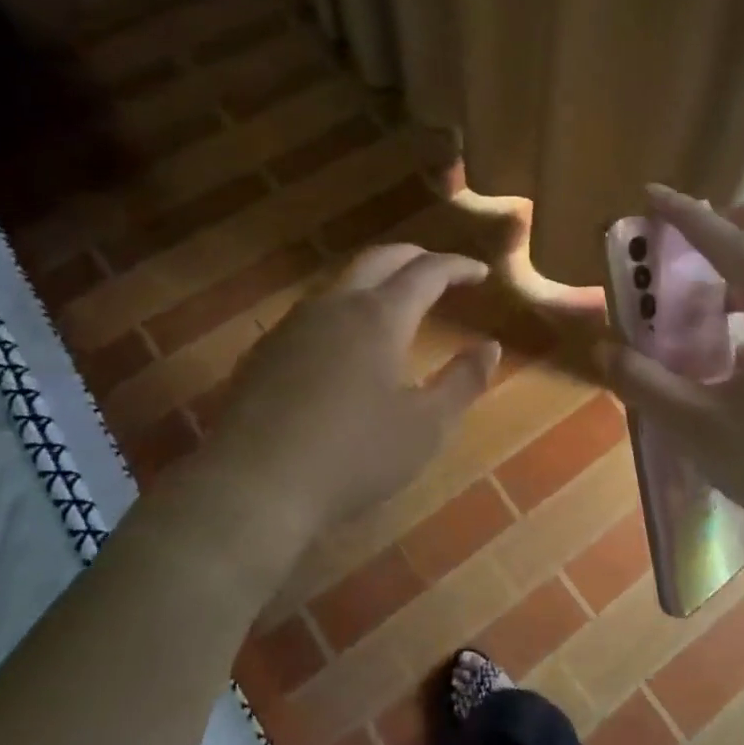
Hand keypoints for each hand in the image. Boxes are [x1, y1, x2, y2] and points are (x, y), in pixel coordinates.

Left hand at [164, 245, 499, 575]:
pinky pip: (314, 310)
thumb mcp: (427, 427)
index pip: (427, 272)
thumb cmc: (354, 456)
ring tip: (397, 301)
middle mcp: (335, 306)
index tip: (480, 273)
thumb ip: (463, 381)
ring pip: (341, 281)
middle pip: (379, 259)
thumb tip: (490, 347)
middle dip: (415, 257)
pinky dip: (345, 307)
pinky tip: (346, 342)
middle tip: (441, 272)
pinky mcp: (265, 351)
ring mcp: (293, 325)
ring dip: (376, 280)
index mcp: (379, 316)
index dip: (457, 267)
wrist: (253, 487)